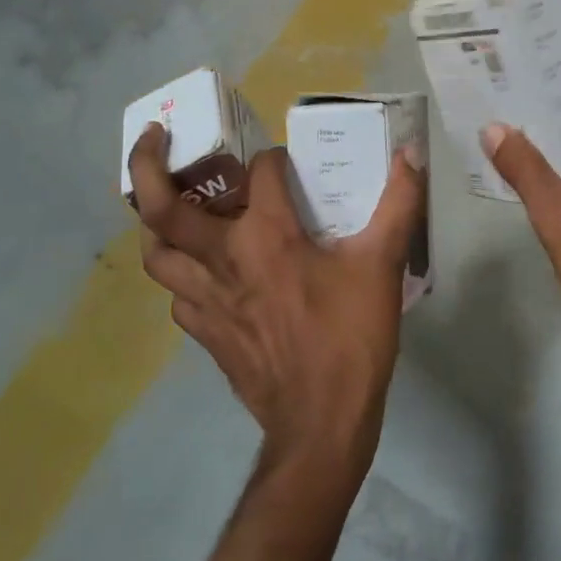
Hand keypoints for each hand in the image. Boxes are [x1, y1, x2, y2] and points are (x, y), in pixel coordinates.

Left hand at [128, 126, 425, 489]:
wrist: (322, 423)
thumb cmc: (351, 336)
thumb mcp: (382, 264)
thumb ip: (399, 203)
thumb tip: (411, 153)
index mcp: (265, 235)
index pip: (260, 172)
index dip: (276, 158)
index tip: (292, 162)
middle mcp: (222, 259)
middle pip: (161, 208)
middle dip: (148, 165)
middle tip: (158, 138)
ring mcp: (206, 300)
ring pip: (156, 254)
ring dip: (156, 224)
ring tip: (174, 207)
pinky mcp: (206, 333)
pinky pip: (178, 293)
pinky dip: (183, 272)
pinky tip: (206, 271)